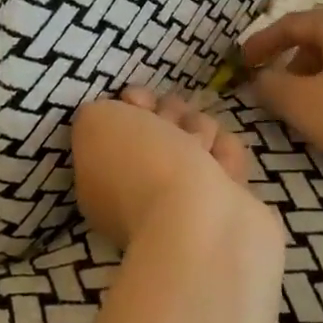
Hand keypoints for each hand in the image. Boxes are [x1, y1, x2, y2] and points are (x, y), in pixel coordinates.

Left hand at [71, 88, 269, 249]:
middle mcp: (141, 190)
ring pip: (196, 138)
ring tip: (202, 149)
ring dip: (201, 132)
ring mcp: (185, 200)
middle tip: (173, 126)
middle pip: (161, 128)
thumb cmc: (141, 165)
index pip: (119, 125)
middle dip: (171, 115)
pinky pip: (226, 159)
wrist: (199, 220)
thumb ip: (98, 112)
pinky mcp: (227, 204)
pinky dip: (226, 156)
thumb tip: (123, 113)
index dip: (130, 105)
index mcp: (103, 177)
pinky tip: (223, 168)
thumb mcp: (94, 123)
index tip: (139, 102)